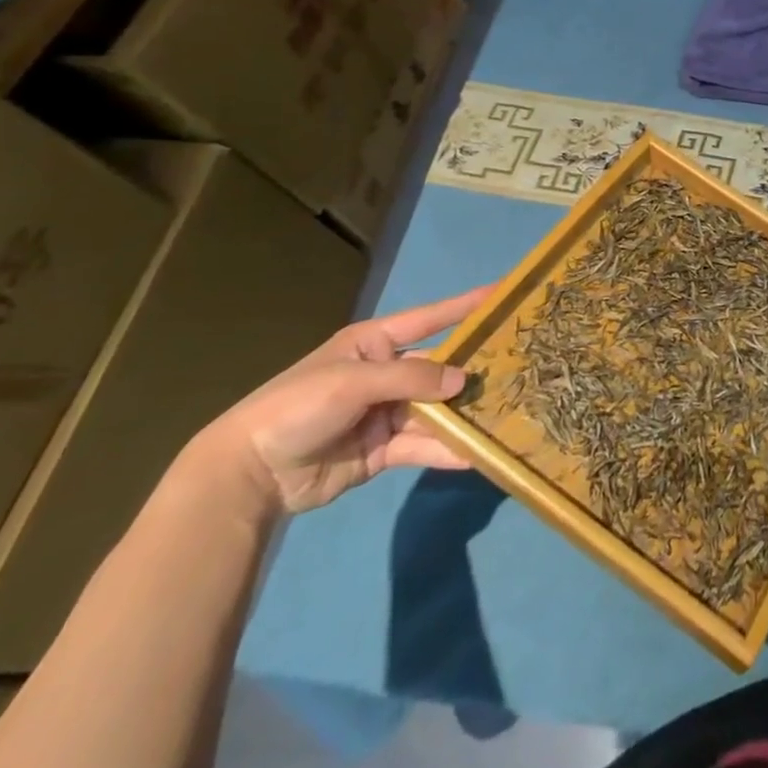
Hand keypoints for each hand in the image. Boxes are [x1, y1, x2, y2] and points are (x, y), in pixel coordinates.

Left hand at [196, 288, 491, 515]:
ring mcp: (385, 413)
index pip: (430, 318)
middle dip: (472, 368)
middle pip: (439, 367)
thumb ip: (411, 377)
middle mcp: (386, 373)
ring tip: (503, 414)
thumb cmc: (298, 406)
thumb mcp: (354, 381)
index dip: (465, 306)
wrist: (249, 474)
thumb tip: (463, 381)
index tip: (503, 293)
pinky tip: (474, 455)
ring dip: (463, 414)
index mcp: (375, 343)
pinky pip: (422, 445)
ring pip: (435, 409)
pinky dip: (446, 450)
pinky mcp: (382, 450)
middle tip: (518, 366)